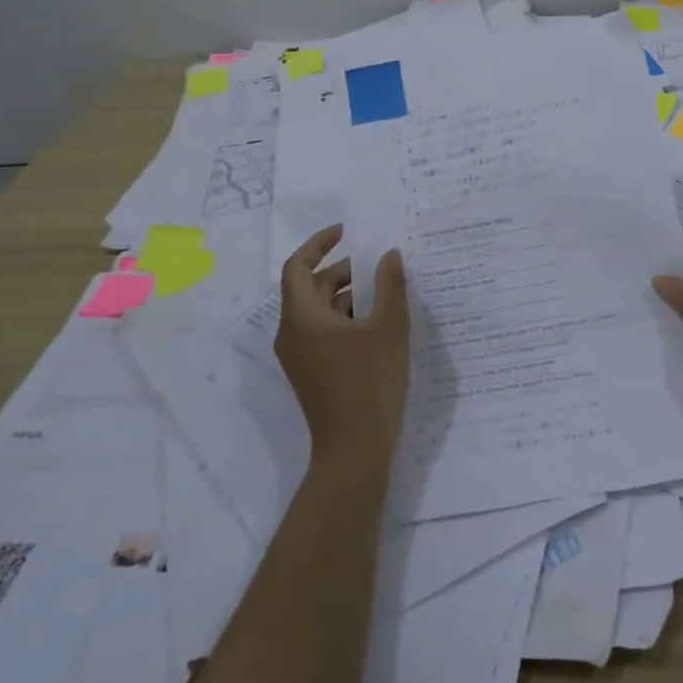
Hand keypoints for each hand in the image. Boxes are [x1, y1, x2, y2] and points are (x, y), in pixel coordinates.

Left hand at [276, 225, 410, 473]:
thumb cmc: (370, 382)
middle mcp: (292, 333)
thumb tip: (388, 255)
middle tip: (378, 262)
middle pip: (309, 287)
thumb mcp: (389, 327)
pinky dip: (346, 318)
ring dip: (347, 294)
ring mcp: (300, 356)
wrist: (355, 450)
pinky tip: (379, 322)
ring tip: (385, 289)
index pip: (298, 266)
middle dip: (341, 270)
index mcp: (302, 317)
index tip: (347, 232)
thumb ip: (390, 285)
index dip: (319, 244)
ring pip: (318, 311)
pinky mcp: (312, 373)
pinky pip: (323, 332)